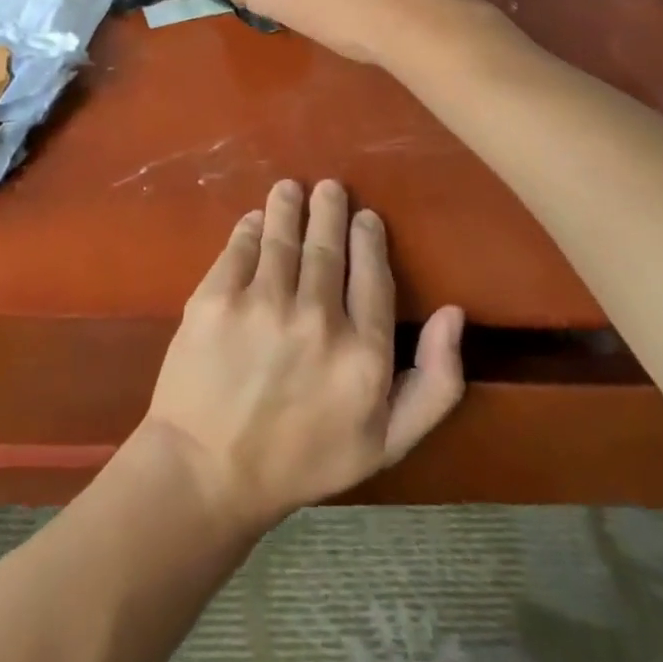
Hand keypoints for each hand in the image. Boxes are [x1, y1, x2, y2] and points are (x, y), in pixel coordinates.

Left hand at [138, 179, 464, 532]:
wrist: (208, 474)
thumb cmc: (302, 459)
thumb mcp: (386, 442)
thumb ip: (435, 382)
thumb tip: (454, 313)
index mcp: (363, 355)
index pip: (373, 273)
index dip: (368, 237)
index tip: (365, 218)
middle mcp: (317, 319)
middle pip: (327, 245)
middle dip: (329, 208)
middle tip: (329, 188)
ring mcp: (263, 304)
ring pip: (283, 235)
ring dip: (289, 205)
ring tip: (291, 189)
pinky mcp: (217, 297)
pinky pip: (241, 245)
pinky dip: (251, 226)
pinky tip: (256, 219)